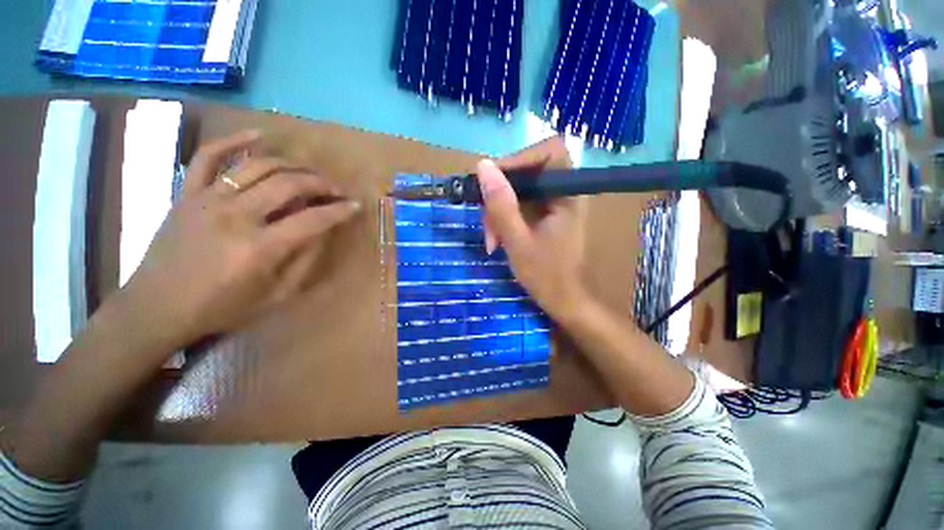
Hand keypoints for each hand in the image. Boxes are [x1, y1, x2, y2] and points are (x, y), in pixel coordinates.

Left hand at [117, 130, 360, 351]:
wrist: (157, 306)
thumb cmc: (221, 307)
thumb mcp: (275, 296)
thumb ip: (304, 262)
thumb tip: (322, 233)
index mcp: (259, 248)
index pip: (313, 220)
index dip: (340, 211)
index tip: (356, 206)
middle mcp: (236, 216)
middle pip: (289, 184)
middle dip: (321, 184)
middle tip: (336, 190)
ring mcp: (208, 199)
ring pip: (257, 166)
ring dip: (292, 165)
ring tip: (309, 172)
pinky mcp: (188, 193)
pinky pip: (208, 156)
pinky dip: (233, 141)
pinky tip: (258, 135)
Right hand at [477, 136, 589, 321]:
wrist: (564, 301)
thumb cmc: (546, 276)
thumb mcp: (517, 241)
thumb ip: (501, 205)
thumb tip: (483, 166)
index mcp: (567, 195)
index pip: (550, 151)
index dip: (520, 158)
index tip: (493, 180)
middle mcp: (563, 193)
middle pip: (528, 171)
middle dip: (501, 194)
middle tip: (486, 221)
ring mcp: (554, 204)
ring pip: (519, 190)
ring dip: (499, 211)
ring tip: (491, 240)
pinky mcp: (545, 215)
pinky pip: (520, 204)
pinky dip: (504, 218)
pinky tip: (496, 239)